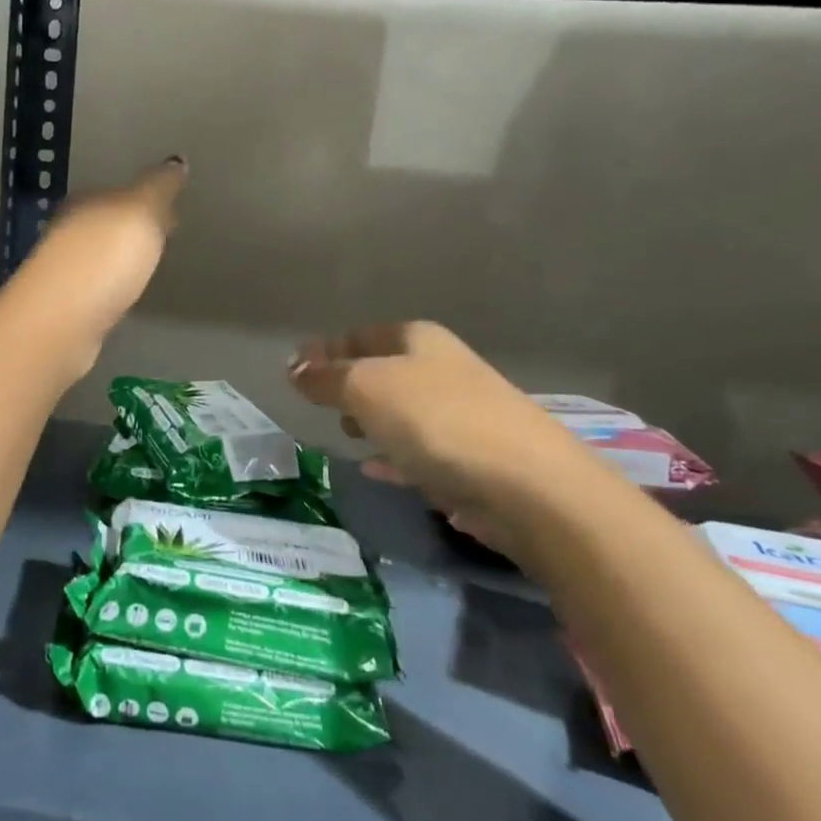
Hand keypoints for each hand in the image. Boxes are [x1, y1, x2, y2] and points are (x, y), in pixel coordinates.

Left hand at [6, 158, 187, 381]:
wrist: (61, 321)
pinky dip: (112, 285)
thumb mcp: (141, 212)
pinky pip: (97, 286)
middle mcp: (69, 231)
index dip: (148, 201)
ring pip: (100, 255)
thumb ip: (159, 187)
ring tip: (150, 266)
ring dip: (123, 258)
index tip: (173, 213)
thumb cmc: (104, 258)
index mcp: (85, 202)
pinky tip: (125, 294)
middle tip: (165, 238)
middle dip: (134, 229)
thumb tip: (176, 161)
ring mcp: (64, 270)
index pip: (120, 193)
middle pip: (108, 223)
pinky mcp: (65, 306)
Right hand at [287, 321, 591, 568]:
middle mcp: (443, 370)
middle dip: (349, 384)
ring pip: (403, 412)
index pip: (361, 335)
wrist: (528, 486)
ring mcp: (461, 415)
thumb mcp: (367, 389)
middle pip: (384, 371)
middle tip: (320, 403)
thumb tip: (293, 368)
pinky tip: (376, 470)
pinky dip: (395, 457)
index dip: (326, 349)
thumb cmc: (437, 420)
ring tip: (346, 435)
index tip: (294, 369)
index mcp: (419, 341)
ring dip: (372, 421)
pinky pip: (419, 452)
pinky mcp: (472, 460)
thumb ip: (326, 378)